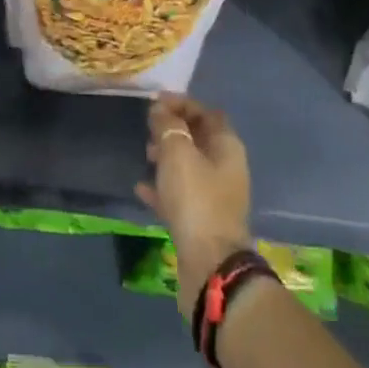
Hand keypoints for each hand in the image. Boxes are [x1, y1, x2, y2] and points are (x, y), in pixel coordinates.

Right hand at [135, 93, 252, 316]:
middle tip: (148, 128)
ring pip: (189, 167)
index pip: (206, 112)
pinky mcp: (202, 221)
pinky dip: (163, 188)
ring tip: (144, 154)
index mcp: (227, 146)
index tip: (155, 102)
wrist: (209, 265)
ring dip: (167, 157)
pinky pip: (180, 195)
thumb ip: (167, 125)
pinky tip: (141, 188)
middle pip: (199, 138)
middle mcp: (226, 168)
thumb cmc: (196, 199)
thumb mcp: (177, 152)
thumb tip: (160, 109)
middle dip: (173, 130)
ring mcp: (215, 197)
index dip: (182, 103)